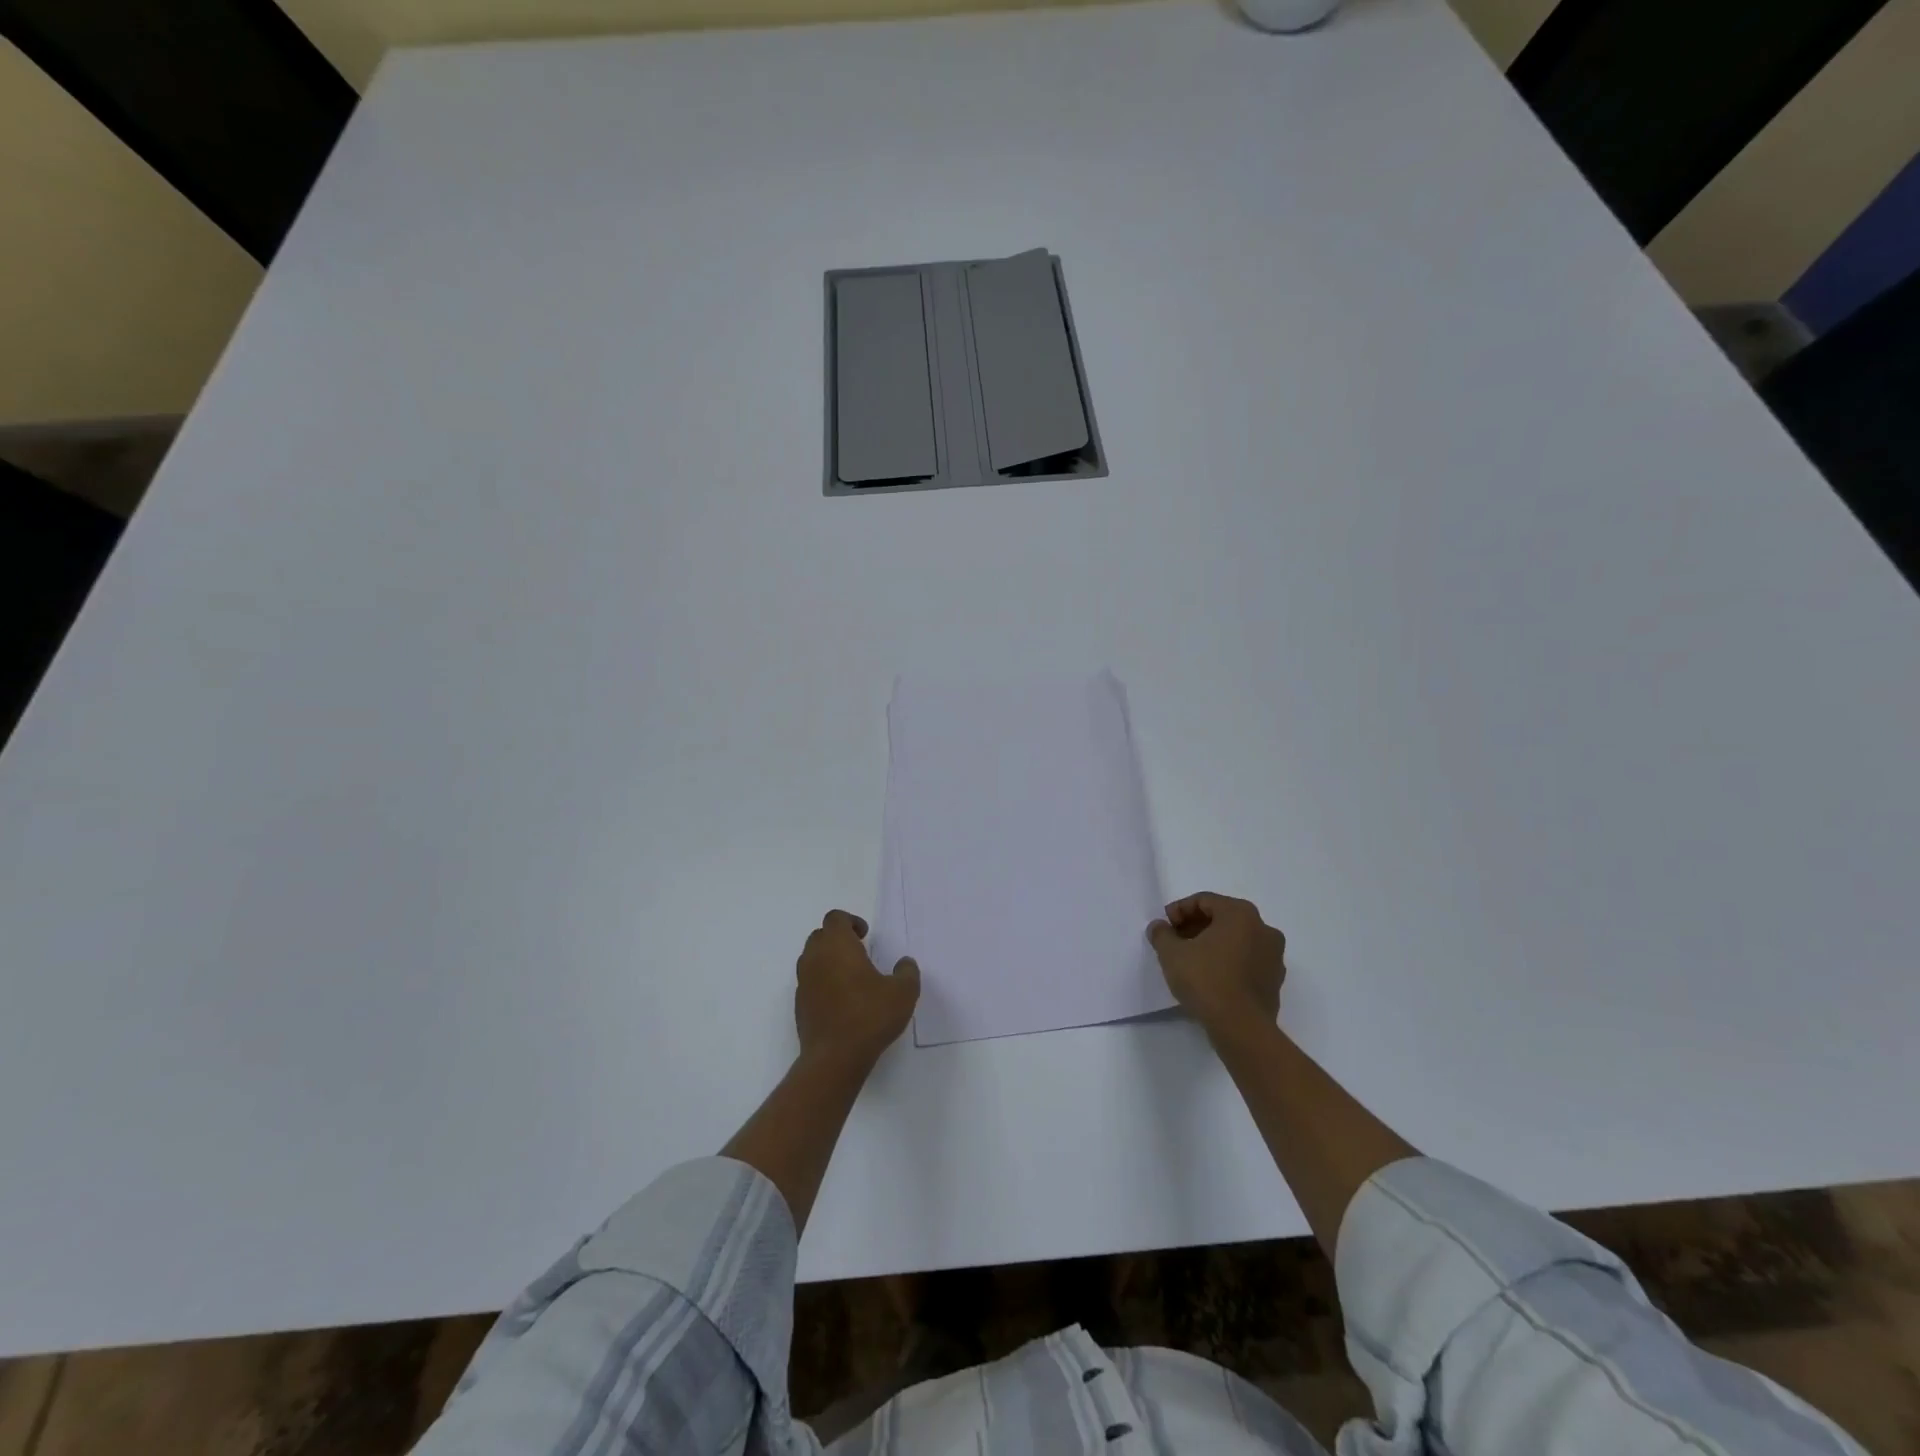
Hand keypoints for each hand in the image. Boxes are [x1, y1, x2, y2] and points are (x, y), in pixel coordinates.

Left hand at [795, 910, 919, 1068]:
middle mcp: (815, 958)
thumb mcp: (903, 992)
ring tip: (851, 976)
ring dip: (828, 959)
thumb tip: (905, 962)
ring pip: (811, 958)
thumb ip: (907, 972)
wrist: (834, 1058)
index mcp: (837, 946)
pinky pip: (809, 982)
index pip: (835, 918)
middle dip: (838, 938)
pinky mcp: (800, 1005)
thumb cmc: (869, 1016)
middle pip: (820, 935)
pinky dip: (822, 981)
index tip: (865, 935)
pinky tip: (841, 999)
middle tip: (859, 951)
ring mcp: (804, 982)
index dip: (851, 921)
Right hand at [1147, 893, 1285, 1039]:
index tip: (1164, 927)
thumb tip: (1159, 927)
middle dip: (1196, 927)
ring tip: (1190, 961)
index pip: (1204, 901)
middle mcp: (1263, 929)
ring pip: (1237, 940)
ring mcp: (1274, 956)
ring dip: (1212, 945)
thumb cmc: (1206, 980)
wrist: (1241, 1028)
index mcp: (1240, 914)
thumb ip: (1162, 934)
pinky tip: (1210, 978)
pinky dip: (1228, 962)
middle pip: (1223, 918)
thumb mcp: (1171, 954)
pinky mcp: (1275, 981)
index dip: (1179, 910)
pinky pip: (1247, 961)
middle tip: (1175, 942)